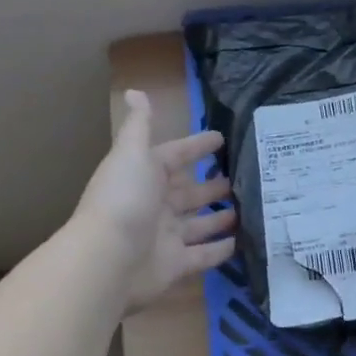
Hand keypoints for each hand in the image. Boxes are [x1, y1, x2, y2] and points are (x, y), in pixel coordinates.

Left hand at [73, 90, 236, 310]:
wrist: (107, 260)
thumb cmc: (124, 199)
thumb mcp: (132, 153)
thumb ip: (139, 124)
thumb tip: (133, 90)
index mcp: (146, 176)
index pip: (175, 156)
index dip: (196, 147)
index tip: (222, 138)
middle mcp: (155, 205)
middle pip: (189, 192)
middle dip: (212, 185)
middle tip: (244, 177)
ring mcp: (165, 237)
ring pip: (199, 223)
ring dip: (220, 217)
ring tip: (248, 208)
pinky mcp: (175, 265)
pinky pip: (203, 255)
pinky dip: (220, 250)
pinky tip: (241, 242)